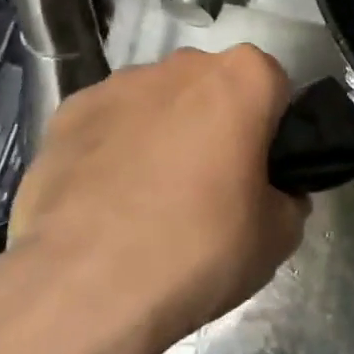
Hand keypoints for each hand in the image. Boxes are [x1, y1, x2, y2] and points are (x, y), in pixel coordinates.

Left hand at [0, 46, 306, 353]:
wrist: (85, 289)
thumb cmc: (200, 250)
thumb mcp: (278, 236)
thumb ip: (288, 199)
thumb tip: (274, 195)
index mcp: (243, 78)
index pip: (273, 87)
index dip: (271, 129)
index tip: (262, 170)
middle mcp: (181, 65)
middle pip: (212, 87)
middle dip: (216, 123)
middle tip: (213, 185)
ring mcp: (117, 85)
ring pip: (157, 103)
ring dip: (163, 133)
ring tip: (151, 199)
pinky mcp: (65, 114)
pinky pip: (107, 124)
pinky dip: (113, 149)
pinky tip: (107, 201)